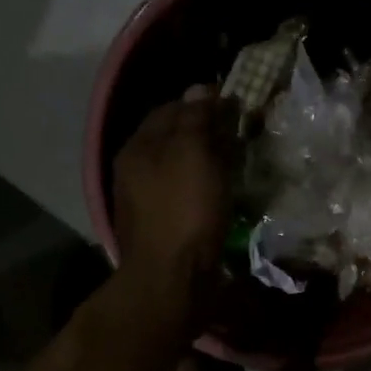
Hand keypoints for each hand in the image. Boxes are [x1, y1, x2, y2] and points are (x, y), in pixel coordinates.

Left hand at [113, 88, 236, 311]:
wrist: (171, 281)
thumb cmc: (183, 212)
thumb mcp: (192, 154)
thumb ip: (195, 119)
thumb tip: (200, 90)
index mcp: (137, 148)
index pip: (170, 109)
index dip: (200, 103)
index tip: (233, 105)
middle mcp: (133, 173)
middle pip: (171, 141)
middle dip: (202, 134)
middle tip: (238, 135)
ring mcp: (143, 204)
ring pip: (177, 171)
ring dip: (203, 164)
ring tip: (234, 165)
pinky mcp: (159, 231)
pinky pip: (182, 199)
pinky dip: (201, 191)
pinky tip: (219, 197)